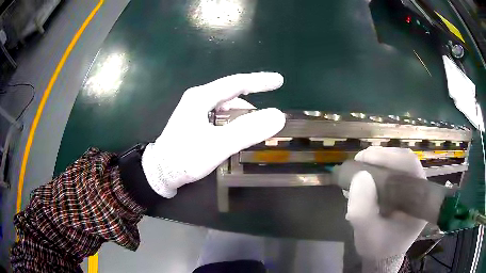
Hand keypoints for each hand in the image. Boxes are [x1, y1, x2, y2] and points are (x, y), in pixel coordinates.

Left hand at [141, 72, 285, 197]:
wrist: (160, 172)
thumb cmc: (185, 157)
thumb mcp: (217, 145)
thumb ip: (247, 131)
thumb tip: (278, 116)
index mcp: (202, 97)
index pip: (237, 83)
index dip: (260, 81)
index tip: (279, 80)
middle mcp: (198, 99)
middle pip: (232, 93)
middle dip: (253, 100)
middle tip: (271, 112)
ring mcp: (195, 110)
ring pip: (226, 106)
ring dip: (243, 114)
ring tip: (257, 126)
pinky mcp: (195, 122)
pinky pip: (220, 115)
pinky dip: (234, 121)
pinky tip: (239, 132)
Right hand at [346, 147, 426, 259]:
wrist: (383, 257)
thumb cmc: (378, 248)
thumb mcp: (366, 234)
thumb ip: (362, 210)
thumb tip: (360, 176)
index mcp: (419, 200)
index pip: (410, 165)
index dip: (388, 156)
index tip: (363, 158)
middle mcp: (420, 190)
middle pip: (404, 161)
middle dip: (380, 156)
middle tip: (359, 161)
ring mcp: (413, 189)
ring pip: (399, 164)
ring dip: (378, 162)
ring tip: (360, 169)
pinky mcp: (405, 191)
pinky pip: (394, 172)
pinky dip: (379, 170)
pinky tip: (366, 178)